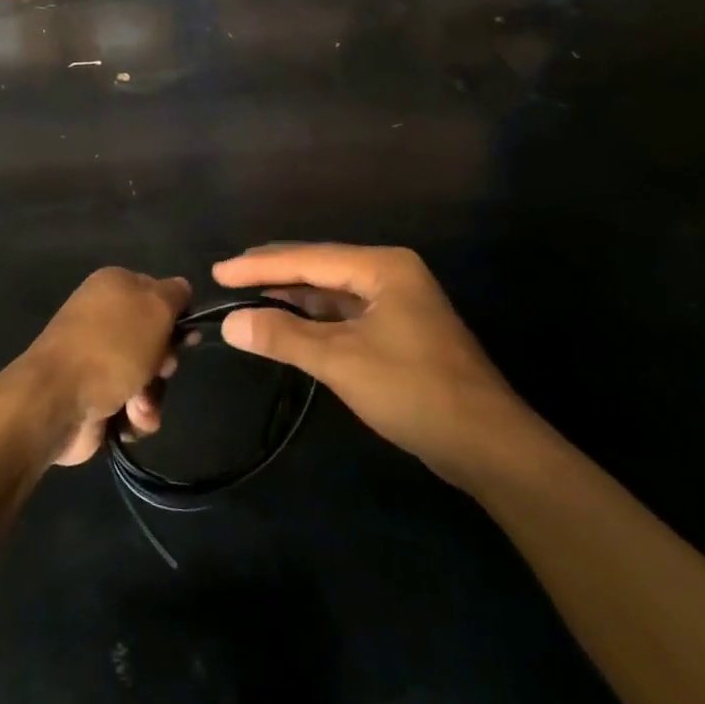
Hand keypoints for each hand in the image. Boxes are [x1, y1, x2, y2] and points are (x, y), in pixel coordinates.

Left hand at [13, 268, 189, 466]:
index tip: (187, 337)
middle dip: (164, 361)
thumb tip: (181, 289)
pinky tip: (129, 418)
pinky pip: (132, 403)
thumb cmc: (111, 346)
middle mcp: (103, 318)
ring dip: (152, 393)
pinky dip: (136, 413)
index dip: (176, 316)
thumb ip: (175, 294)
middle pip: (156, 339)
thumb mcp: (155, 307)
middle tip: (160, 369)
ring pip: (147, 375)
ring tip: (139, 404)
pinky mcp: (94, 394)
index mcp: (113, 286)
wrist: (58, 400)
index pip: (159, 293)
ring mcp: (97, 359)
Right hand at [212, 244, 538, 481]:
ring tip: (248, 294)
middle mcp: (391, 274)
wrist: (487, 444)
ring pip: (332, 291)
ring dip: (292, 295)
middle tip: (227, 277)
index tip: (217, 271)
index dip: (259, 266)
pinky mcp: (399, 331)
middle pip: (320, 267)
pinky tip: (288, 322)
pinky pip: (345, 313)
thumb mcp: (341, 361)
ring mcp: (398, 303)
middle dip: (273, 273)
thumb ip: (283, 337)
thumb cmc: (414, 390)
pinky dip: (314, 317)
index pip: (308, 259)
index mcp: (383, 267)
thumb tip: (230, 322)